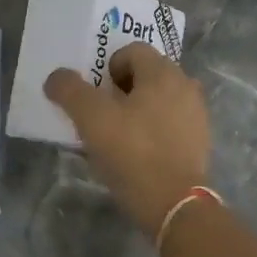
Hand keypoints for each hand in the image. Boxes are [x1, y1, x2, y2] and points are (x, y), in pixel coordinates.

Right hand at [45, 43, 209, 233]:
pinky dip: (154, 129)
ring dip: (139, 109)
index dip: (108, 67)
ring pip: (160, 99)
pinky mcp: (200, 142)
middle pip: (147, 74)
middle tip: (103, 114)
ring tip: (119, 135)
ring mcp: (197, 115)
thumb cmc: (133, 153)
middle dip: (122, 88)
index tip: (96, 94)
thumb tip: (56, 77)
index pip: (132, 51)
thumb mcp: (91, 119)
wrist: (176, 205)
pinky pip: (171, 123)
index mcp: (162, 73)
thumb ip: (70, 91)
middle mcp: (185, 86)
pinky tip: (139, 153)